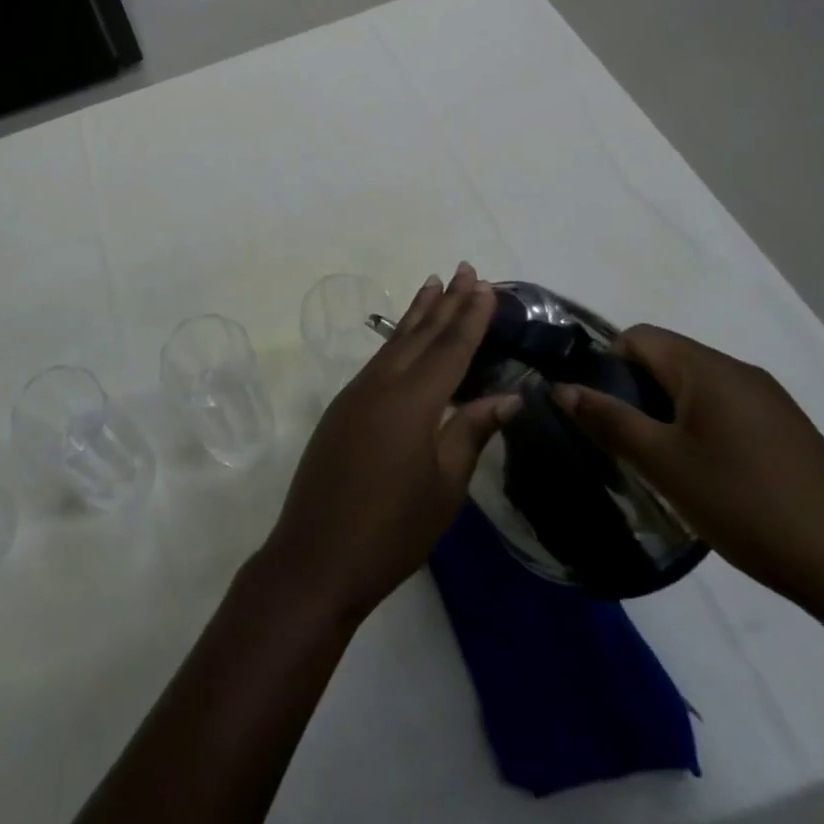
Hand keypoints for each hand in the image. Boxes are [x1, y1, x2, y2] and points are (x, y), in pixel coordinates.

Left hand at [258, 264, 522, 624]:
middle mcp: (381, 384)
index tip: (486, 285)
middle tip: (466, 269)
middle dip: (446, 302)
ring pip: (394, 342)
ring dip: (418, 313)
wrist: (318, 554)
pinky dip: (397, 340)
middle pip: (420, 334)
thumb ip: (471, 433)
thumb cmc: (392, 529)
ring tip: (434, 284)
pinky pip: (378, 360)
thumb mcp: (444, 487)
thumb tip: (506, 396)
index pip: (450, 348)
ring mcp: (356, 393)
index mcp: (412, 402)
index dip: (471, 317)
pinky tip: (406, 337)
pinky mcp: (343, 406)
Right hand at [554, 325, 823, 612]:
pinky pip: (726, 411)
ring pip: (696, 388)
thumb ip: (607, 419)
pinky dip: (701, 429)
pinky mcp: (790, 433)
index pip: (638, 337)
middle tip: (626, 442)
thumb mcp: (662, 464)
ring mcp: (772, 403)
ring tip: (662, 463)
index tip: (602, 411)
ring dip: (668, 414)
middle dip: (636, 392)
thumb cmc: (746, 505)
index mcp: (709, 369)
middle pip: (667, 359)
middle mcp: (741, 373)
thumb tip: (561, 388)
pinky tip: (708, 477)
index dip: (608, 365)